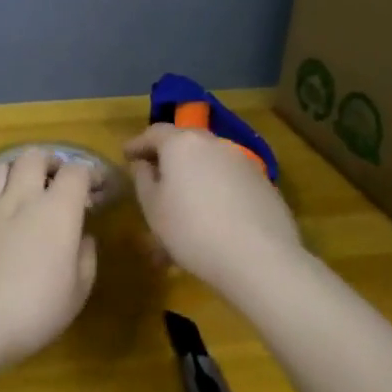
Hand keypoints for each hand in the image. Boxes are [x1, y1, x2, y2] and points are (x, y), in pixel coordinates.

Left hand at [0, 149, 97, 366]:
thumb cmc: (33, 312)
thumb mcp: (76, 294)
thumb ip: (85, 259)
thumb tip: (83, 237)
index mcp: (57, 212)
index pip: (76, 173)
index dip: (88, 173)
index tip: (94, 186)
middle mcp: (20, 198)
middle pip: (33, 157)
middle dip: (48, 161)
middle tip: (55, 177)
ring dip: (13, 168)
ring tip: (19, 181)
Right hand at [124, 124, 301, 296]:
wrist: (259, 258)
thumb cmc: (192, 230)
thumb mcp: (153, 208)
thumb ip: (144, 179)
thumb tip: (145, 164)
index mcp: (182, 143)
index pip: (154, 133)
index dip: (138, 144)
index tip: (127, 155)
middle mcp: (214, 143)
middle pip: (185, 142)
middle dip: (168, 155)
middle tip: (155, 174)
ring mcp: (243, 161)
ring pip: (210, 161)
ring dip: (194, 173)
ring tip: (185, 201)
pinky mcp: (264, 183)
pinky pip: (230, 178)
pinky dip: (216, 188)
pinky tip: (214, 213)